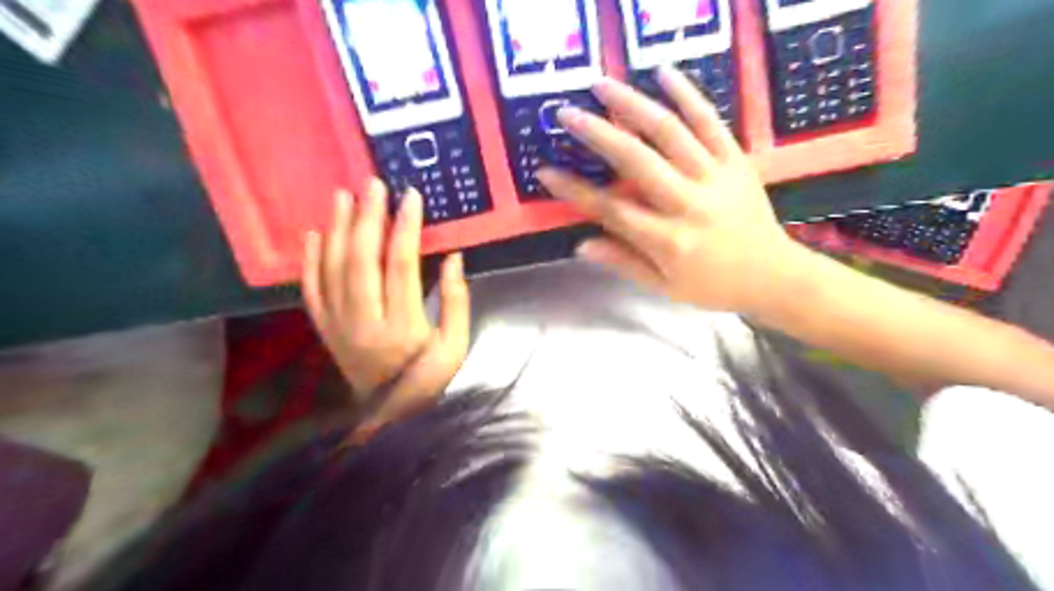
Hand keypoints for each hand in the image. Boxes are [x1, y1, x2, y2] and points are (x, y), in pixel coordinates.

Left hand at [304, 180, 471, 434]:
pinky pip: (311, 291)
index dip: (406, 228)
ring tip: (343, 197)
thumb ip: (457, 301)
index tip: (411, 197)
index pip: (401, 265)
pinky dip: (310, 261)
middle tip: (373, 185)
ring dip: (338, 229)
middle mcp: (363, 322)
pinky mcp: (325, 331)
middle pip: (361, 260)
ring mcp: (338, 326)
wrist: (390, 419)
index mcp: (401, 327)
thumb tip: (453, 258)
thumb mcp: (456, 347)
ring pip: (332, 269)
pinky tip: (314, 234)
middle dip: (368, 218)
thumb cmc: (430, 381)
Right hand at [539, 67, 807, 317]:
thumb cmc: (714, 286)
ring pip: (670, 132)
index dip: (575, 191)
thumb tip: (581, 245)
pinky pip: (710, 122)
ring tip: (602, 84)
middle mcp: (688, 204)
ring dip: (633, 104)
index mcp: (668, 240)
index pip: (612, 210)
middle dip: (597, 134)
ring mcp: (715, 177)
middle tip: (567, 113)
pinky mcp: (737, 160)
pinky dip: (687, 94)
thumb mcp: (665, 287)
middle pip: (636, 161)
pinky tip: (662, 72)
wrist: (775, 276)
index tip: (545, 172)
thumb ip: (624, 263)